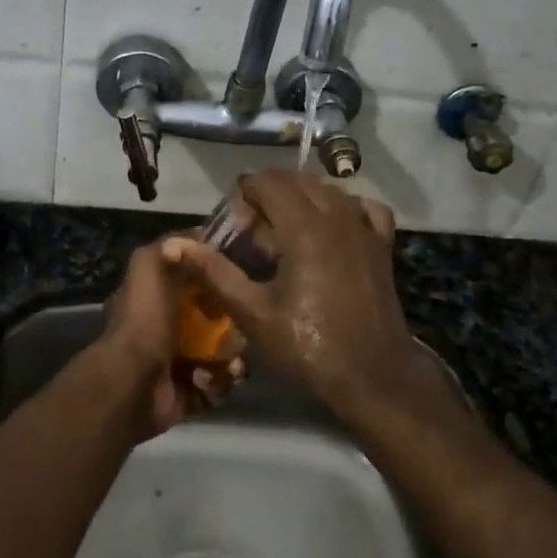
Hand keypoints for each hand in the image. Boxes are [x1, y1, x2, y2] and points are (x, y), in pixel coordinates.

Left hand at [94, 239, 244, 438]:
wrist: (132, 383)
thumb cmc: (144, 321)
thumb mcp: (150, 266)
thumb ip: (170, 246)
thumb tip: (200, 234)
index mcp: (157, 298)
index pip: (196, 282)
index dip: (218, 279)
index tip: (242, 277)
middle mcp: (167, 328)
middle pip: (216, 319)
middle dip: (235, 322)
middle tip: (247, 324)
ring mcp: (178, 362)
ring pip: (223, 353)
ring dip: (233, 356)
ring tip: (235, 360)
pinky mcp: (189, 392)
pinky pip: (219, 384)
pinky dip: (223, 381)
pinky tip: (222, 377)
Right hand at [161, 174, 430, 420]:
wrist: (373, 377)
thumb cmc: (308, 347)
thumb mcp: (253, 314)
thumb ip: (215, 272)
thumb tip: (174, 244)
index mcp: (304, 228)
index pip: (268, 182)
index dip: (244, 195)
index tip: (234, 226)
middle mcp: (337, 216)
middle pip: (297, 180)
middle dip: (270, 195)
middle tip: (253, 233)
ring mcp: (365, 229)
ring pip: (329, 190)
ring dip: (302, 198)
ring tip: (285, 234)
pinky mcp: (382, 245)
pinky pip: (364, 207)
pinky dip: (344, 207)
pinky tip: (332, 229)